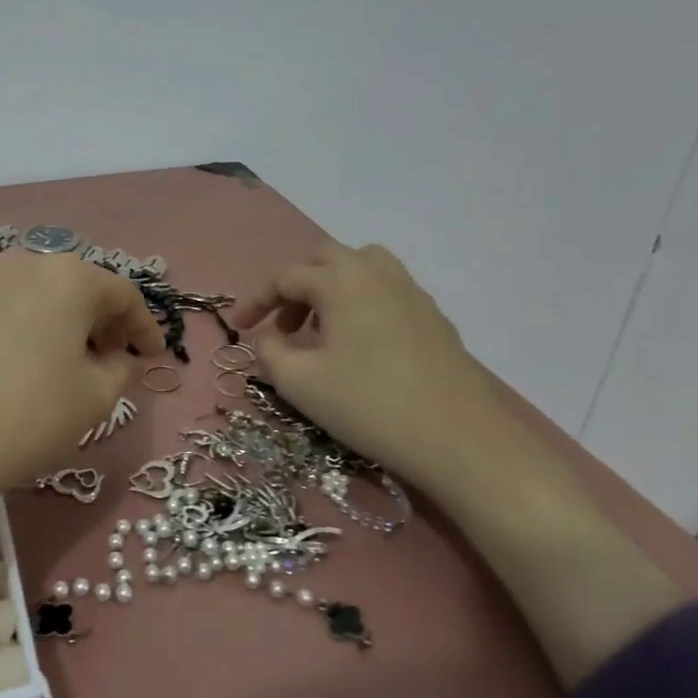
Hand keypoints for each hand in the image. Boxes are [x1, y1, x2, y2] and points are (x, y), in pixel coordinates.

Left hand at [0, 251, 163, 584]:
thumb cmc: (28, 417)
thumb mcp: (95, 400)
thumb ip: (119, 370)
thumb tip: (115, 358)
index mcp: (69, 277)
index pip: (122, 294)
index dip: (144, 326)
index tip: (152, 356)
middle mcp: (25, 265)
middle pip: (78, 286)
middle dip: (101, 320)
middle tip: (112, 357)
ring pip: (37, 295)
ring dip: (61, 322)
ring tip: (65, 361)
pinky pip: (2, 310)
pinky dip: (23, 328)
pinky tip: (18, 365)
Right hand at [235, 241, 516, 491]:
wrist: (458, 439)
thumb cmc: (368, 405)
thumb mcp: (299, 383)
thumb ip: (270, 352)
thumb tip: (271, 338)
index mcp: (340, 280)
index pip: (285, 276)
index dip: (256, 300)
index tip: (239, 327)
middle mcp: (376, 273)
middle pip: (325, 259)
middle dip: (296, 287)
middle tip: (284, 326)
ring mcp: (412, 292)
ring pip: (362, 267)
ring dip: (332, 288)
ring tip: (323, 328)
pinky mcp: (435, 317)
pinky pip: (388, 290)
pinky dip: (363, 303)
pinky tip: (362, 346)